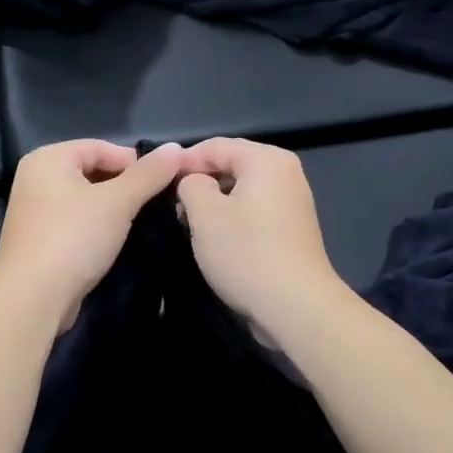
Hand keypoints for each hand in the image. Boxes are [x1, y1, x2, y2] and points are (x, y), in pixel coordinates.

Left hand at [0, 140, 184, 326]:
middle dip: (123, 185)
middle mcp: (35, 179)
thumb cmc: (74, 238)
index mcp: (47, 159)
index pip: (99, 147)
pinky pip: (75, 222)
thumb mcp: (118, 202)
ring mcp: (34, 211)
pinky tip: (115, 240)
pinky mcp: (39, 240)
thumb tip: (176, 147)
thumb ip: (148, 174)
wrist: (32, 297)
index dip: (133, 162)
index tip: (162, 182)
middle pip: (90, 171)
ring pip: (84, 199)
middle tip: (154, 202)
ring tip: (140, 220)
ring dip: (112, 208)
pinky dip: (96, 226)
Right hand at [176, 138, 348, 336]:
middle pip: (231, 165)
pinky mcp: (291, 230)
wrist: (295, 307)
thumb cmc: (246, 253)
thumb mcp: (204, 213)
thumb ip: (191, 185)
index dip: (182, 161)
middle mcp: (285, 173)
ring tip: (186, 222)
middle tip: (169, 203)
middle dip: (198, 182)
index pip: (215, 146)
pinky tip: (213, 239)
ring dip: (212, 203)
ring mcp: (292, 203)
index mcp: (267, 160)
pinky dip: (231, 218)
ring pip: (240, 191)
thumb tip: (193, 183)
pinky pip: (253, 212)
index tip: (156, 182)